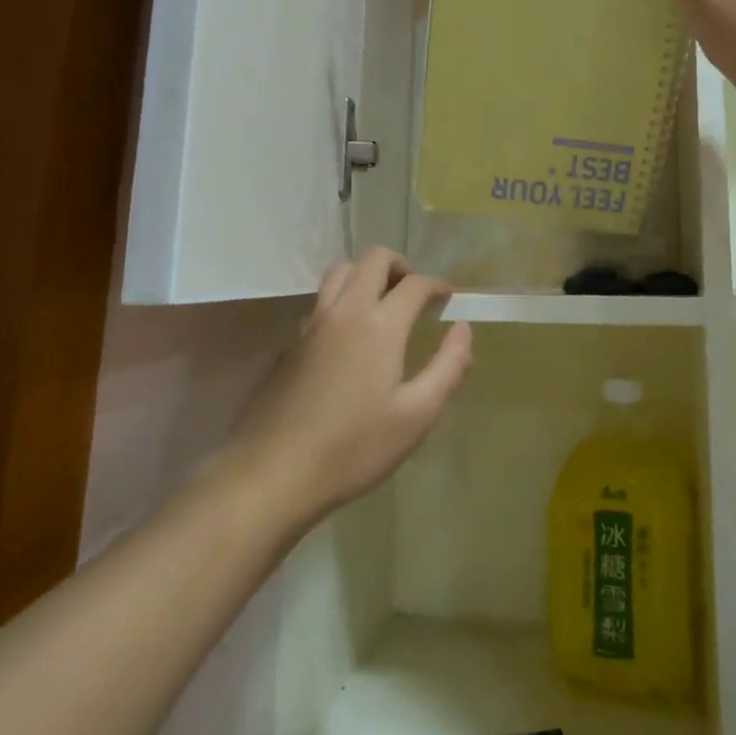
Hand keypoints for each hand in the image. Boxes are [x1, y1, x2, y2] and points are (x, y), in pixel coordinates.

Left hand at [228, 249, 472, 527]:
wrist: (272, 474)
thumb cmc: (354, 448)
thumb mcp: (416, 415)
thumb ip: (448, 367)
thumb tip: (463, 330)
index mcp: (379, 325)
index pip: (415, 284)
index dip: (437, 286)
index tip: (448, 299)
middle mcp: (345, 311)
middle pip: (373, 260)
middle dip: (400, 266)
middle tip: (415, 294)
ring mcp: (312, 325)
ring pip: (340, 273)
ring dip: (366, 276)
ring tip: (382, 306)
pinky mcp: (290, 344)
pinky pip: (320, 302)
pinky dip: (342, 301)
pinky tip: (349, 339)